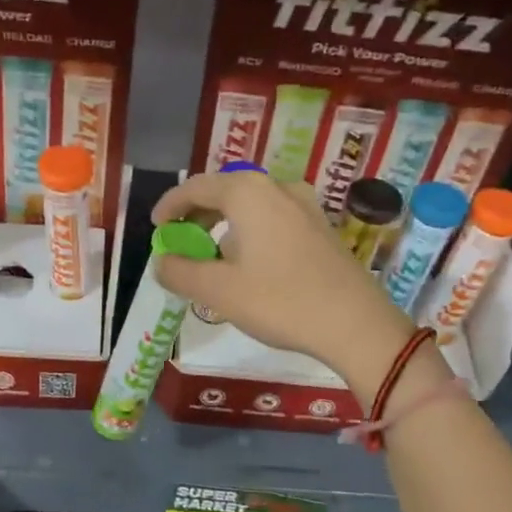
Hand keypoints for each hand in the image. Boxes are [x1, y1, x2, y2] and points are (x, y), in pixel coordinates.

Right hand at [151, 172, 414, 396]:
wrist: (355, 324)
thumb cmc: (280, 302)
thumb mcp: (218, 291)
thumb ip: (180, 272)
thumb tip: (162, 262)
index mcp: (248, 193)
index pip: (196, 187)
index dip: (170, 205)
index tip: (156, 227)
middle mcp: (278, 188)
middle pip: (225, 191)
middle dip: (197, 214)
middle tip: (180, 241)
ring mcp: (305, 205)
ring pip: (251, 205)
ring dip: (224, 223)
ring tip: (211, 255)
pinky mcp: (322, 227)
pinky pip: (273, 218)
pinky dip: (250, 231)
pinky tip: (248, 262)